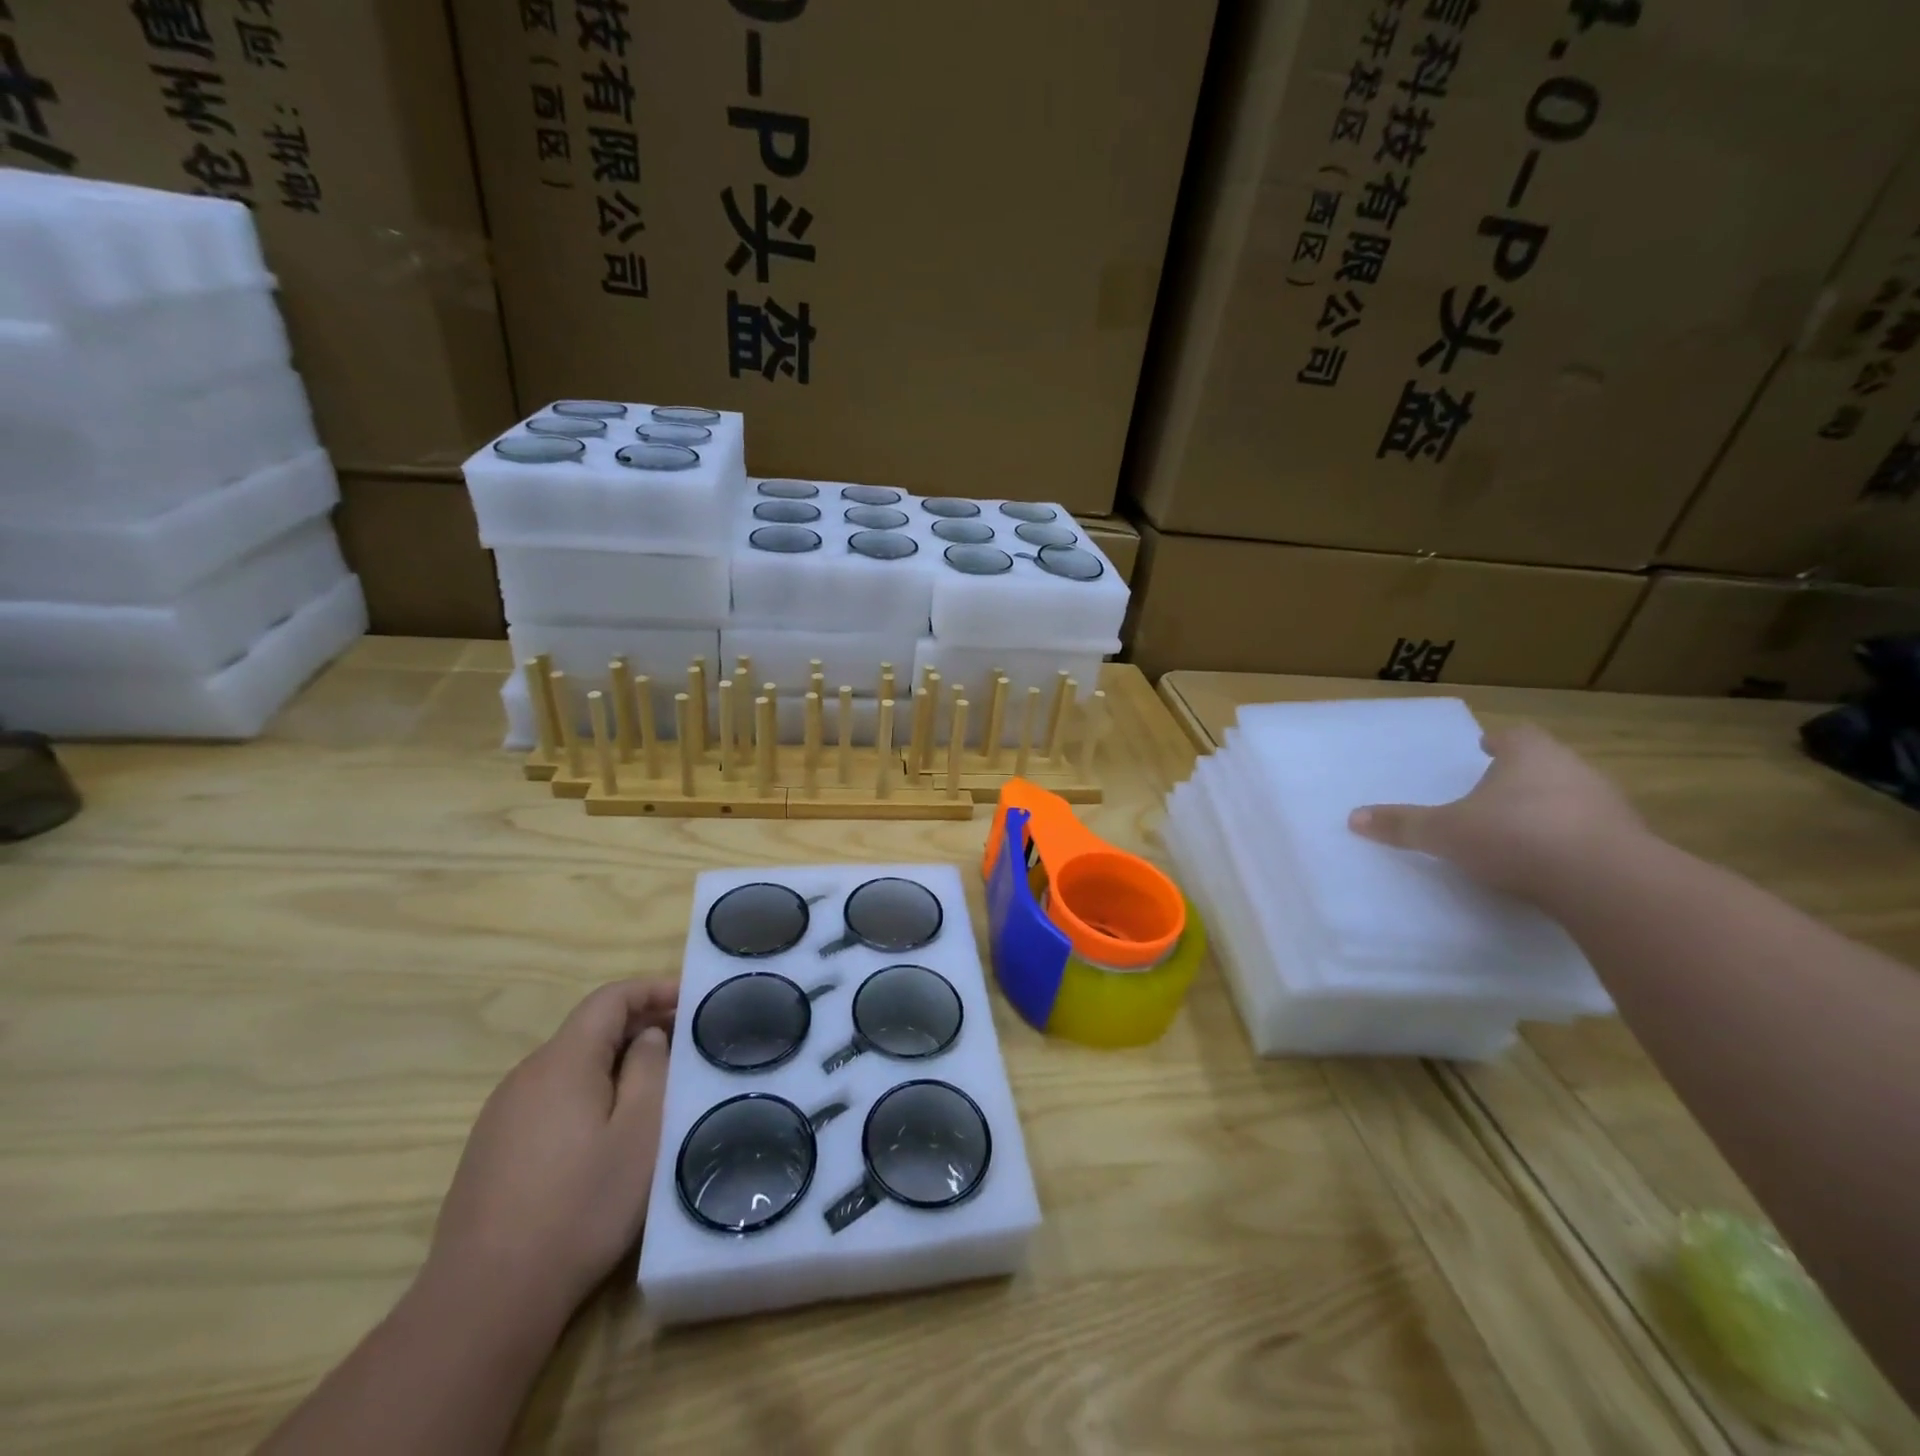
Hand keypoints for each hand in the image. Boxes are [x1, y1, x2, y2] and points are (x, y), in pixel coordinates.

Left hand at [424, 980, 676, 1330]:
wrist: (485, 1299)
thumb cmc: (580, 1206)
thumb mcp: (639, 1133)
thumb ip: (650, 1070)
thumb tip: (647, 1036)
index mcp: (563, 1061)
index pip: (610, 998)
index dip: (652, 989)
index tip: (691, 999)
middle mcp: (526, 1075)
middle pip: (588, 1029)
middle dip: (639, 1025)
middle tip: (685, 1044)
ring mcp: (502, 1114)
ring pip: (569, 1065)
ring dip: (614, 1062)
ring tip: (654, 1086)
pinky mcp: (491, 1150)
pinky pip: (550, 1098)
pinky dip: (587, 1092)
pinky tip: (605, 1132)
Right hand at [1348, 723, 1645, 899]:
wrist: (1606, 882)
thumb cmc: (1516, 836)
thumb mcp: (1444, 832)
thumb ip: (1402, 825)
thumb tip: (1353, 817)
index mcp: (1530, 755)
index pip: (1514, 736)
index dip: (1498, 741)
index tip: (1485, 748)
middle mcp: (1573, 770)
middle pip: (1546, 763)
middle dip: (1522, 775)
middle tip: (1495, 790)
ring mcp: (1608, 806)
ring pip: (1572, 797)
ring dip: (1548, 809)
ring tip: (1520, 829)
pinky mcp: (1630, 844)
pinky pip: (1592, 834)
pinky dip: (1570, 841)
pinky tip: (1550, 863)